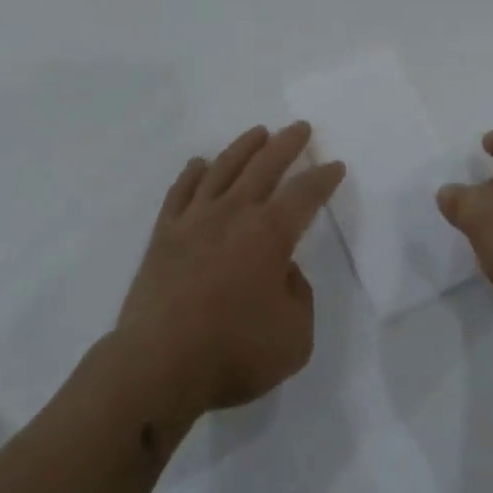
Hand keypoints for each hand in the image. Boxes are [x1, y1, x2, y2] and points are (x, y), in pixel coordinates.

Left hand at [113, 123, 345, 422]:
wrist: (157, 365)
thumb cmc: (231, 353)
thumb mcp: (294, 338)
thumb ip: (299, 297)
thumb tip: (284, 272)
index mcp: (270, 233)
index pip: (305, 193)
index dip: (323, 177)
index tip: (335, 165)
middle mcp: (235, 212)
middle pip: (266, 164)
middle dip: (287, 143)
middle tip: (300, 127)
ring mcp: (196, 218)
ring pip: (224, 167)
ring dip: (244, 146)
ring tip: (258, 132)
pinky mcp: (164, 233)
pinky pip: (181, 190)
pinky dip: (193, 173)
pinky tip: (200, 164)